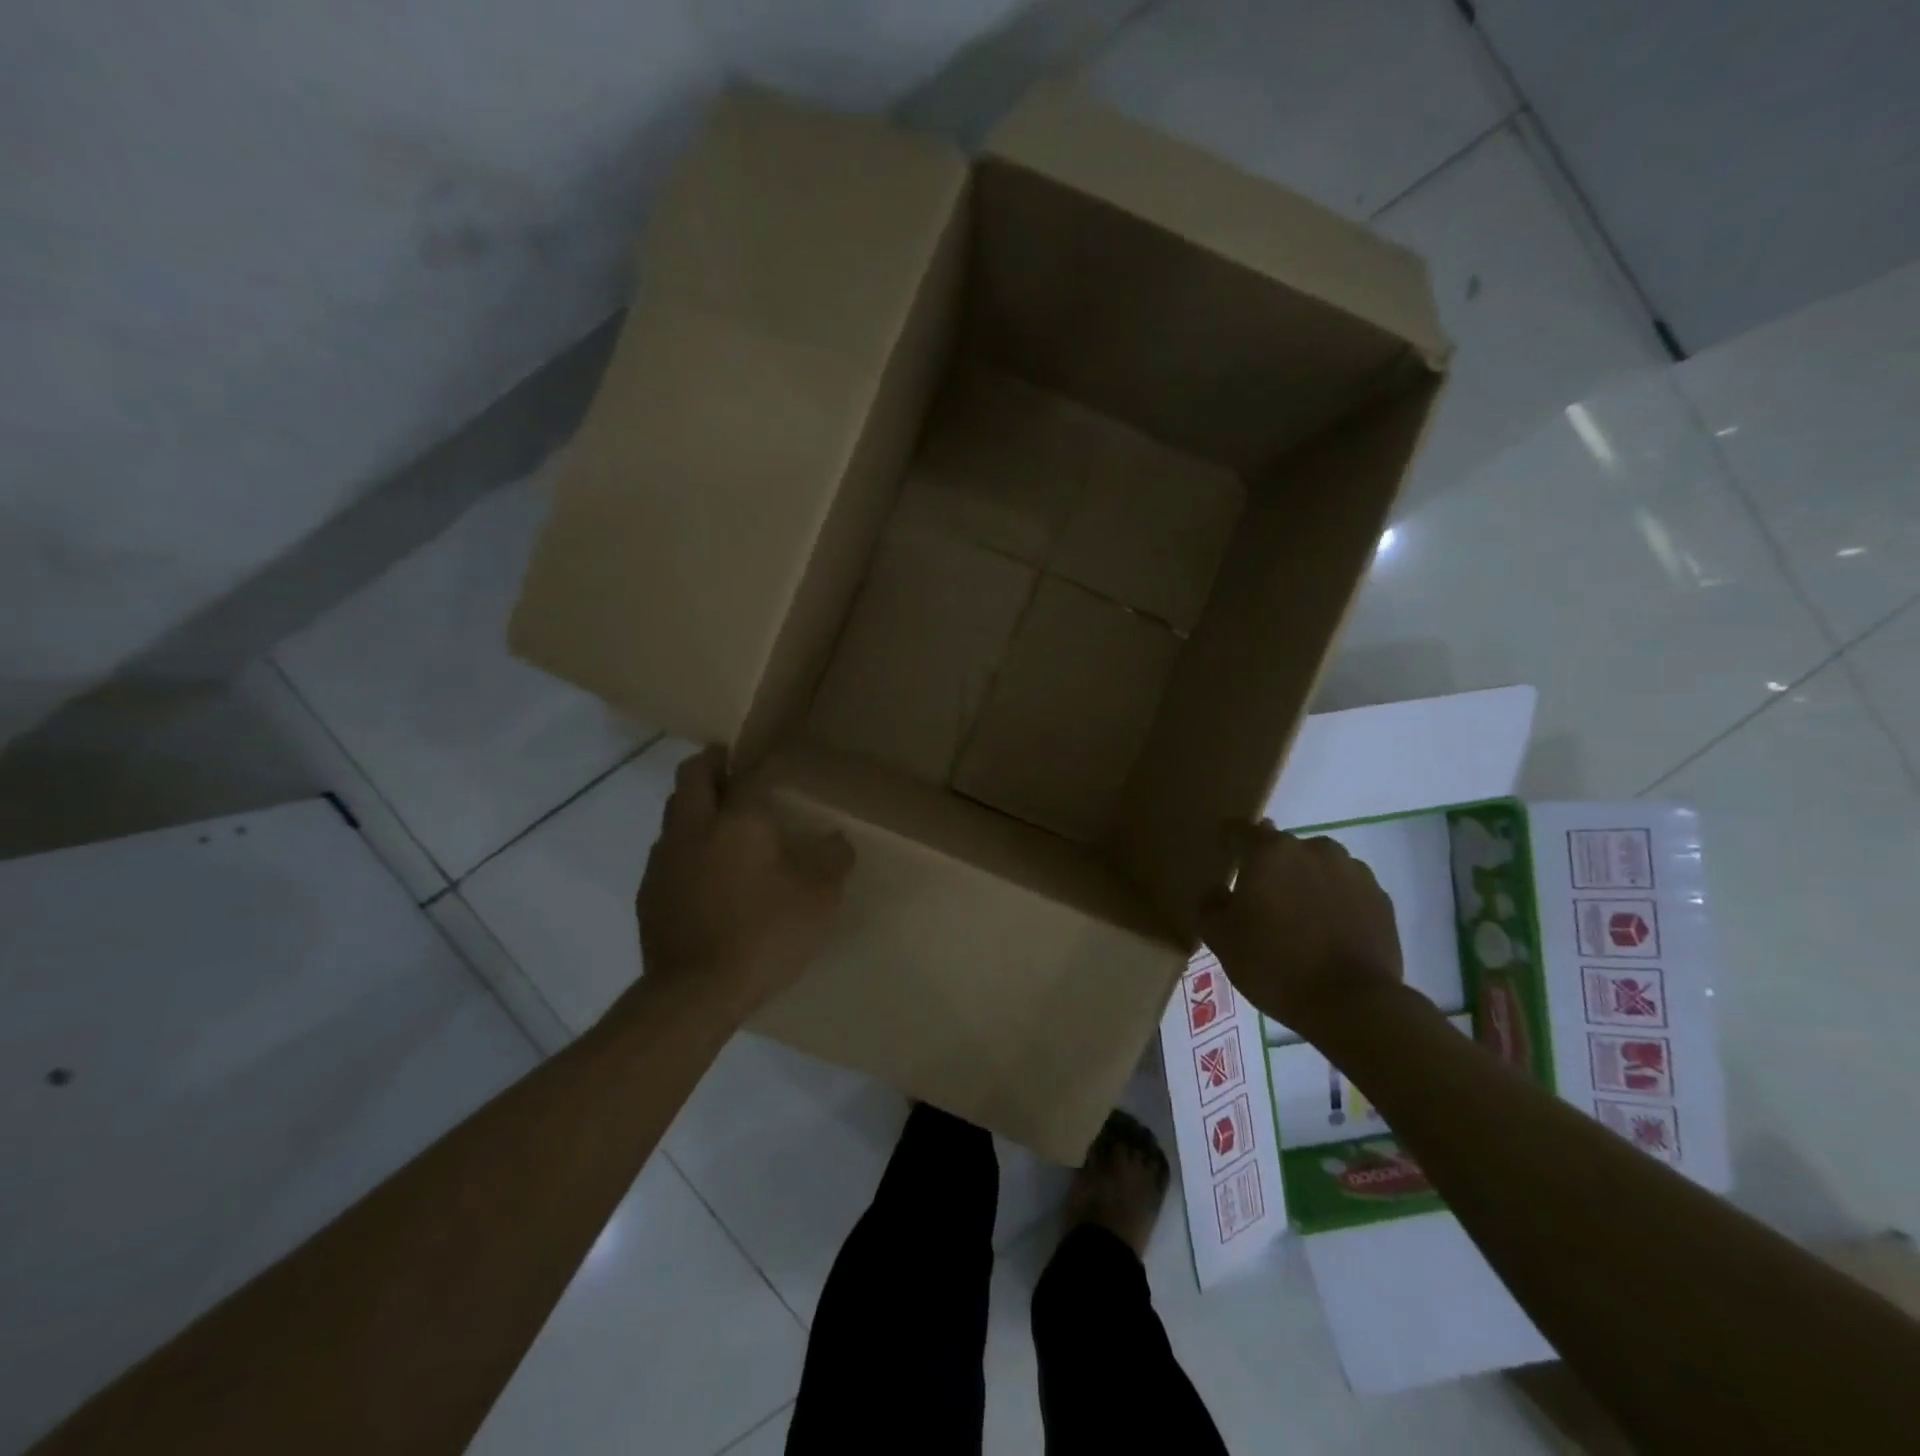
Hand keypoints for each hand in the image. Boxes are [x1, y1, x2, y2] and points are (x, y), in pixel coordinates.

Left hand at [635, 746, 853, 1018]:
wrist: (694, 994)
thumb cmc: (764, 934)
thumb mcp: (818, 898)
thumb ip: (832, 859)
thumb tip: (835, 838)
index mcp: (737, 821)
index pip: (748, 774)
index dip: (761, 761)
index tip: (773, 757)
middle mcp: (694, 828)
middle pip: (692, 777)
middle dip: (710, 763)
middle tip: (731, 767)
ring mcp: (664, 860)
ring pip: (674, 813)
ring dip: (694, 805)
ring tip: (719, 819)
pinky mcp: (649, 893)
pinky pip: (666, 852)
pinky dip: (685, 845)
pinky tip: (704, 871)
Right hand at [1198, 821, 1404, 1039]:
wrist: (1353, 1005)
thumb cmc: (1275, 965)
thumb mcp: (1221, 938)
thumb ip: (1210, 904)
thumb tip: (1218, 890)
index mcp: (1270, 851)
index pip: (1239, 831)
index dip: (1228, 843)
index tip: (1223, 861)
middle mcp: (1313, 848)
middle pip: (1281, 848)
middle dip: (1268, 867)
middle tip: (1260, 902)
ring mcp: (1352, 871)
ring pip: (1317, 865)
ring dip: (1304, 881)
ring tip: (1299, 918)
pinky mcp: (1381, 897)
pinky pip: (1346, 888)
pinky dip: (1334, 900)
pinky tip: (1328, 931)